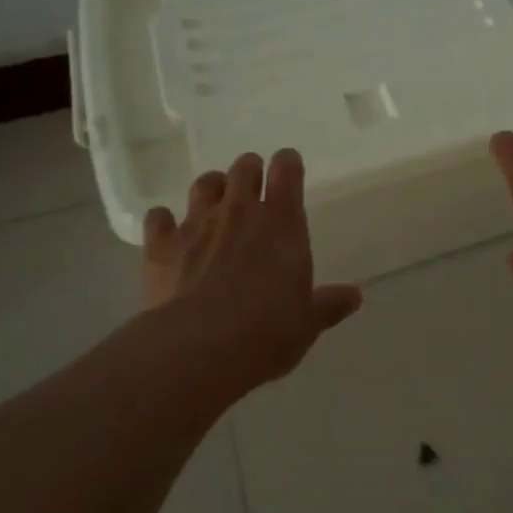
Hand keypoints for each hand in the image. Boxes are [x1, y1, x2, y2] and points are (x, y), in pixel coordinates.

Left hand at [141, 149, 362, 394]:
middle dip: (249, 172)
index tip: (288, 170)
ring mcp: (197, 223)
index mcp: (282, 221)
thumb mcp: (307, 322)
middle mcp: (240, 210)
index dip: (287, 165)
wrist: (201, 348)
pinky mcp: (162, 245)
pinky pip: (158, 218)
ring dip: (212, 189)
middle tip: (252, 191)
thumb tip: (355, 297)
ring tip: (214, 205)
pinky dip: (164, 221)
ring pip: (204, 184)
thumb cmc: (268, 331)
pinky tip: (168, 234)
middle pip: (244, 167)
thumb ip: (328, 304)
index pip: (287, 169)